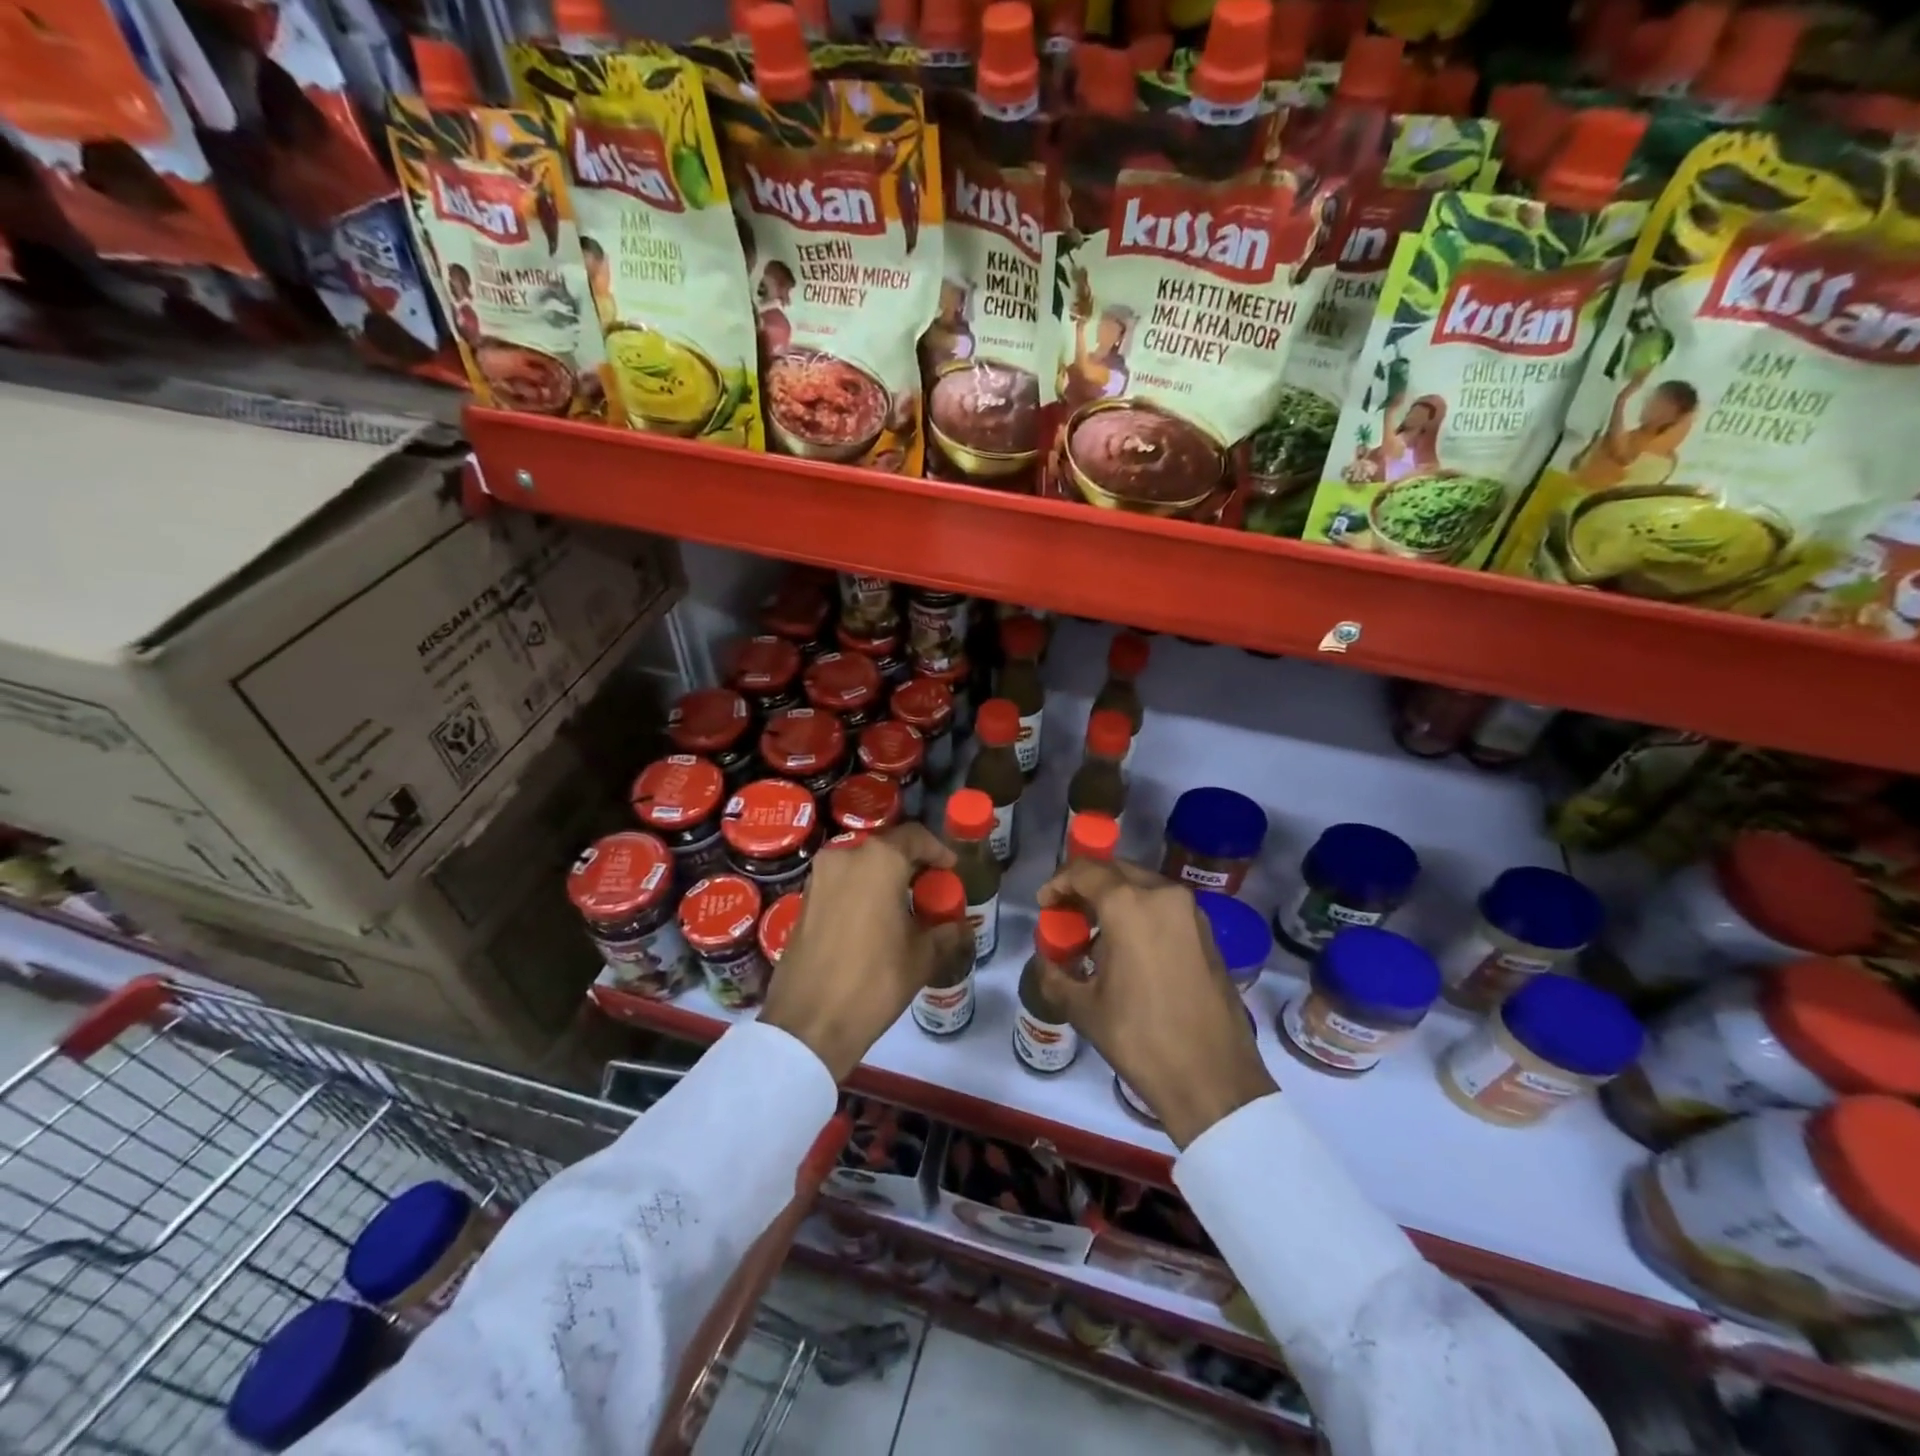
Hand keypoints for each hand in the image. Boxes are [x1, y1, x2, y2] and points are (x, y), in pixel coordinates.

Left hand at [760, 825, 960, 1080]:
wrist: (810, 1022)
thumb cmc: (875, 980)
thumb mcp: (922, 957)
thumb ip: (945, 933)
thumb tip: (961, 927)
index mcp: (878, 860)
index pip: (915, 836)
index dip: (938, 851)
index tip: (950, 870)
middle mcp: (844, 856)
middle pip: (886, 849)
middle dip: (909, 866)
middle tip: (928, 890)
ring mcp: (818, 878)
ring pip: (860, 866)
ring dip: (882, 880)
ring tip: (902, 908)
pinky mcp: (803, 901)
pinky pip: (840, 884)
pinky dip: (860, 893)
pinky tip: (873, 922)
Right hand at [1036, 860, 1276, 1146]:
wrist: (1213, 1079)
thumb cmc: (1141, 1038)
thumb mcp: (1084, 1008)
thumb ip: (1055, 975)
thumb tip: (1046, 962)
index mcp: (1129, 904)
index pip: (1085, 871)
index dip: (1058, 882)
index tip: (1045, 905)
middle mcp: (1163, 895)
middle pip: (1115, 871)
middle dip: (1086, 887)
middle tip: (1067, 916)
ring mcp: (1191, 912)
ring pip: (1142, 886)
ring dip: (1114, 899)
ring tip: (1095, 936)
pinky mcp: (1207, 932)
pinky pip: (1164, 906)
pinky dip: (1140, 912)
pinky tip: (1128, 949)